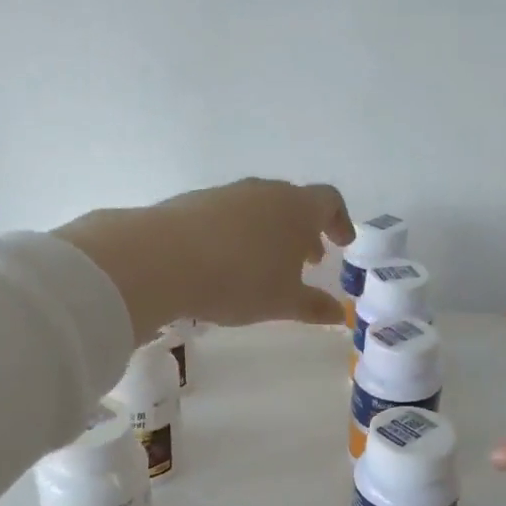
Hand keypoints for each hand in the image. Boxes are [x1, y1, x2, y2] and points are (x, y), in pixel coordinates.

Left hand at [57, 179, 353, 338]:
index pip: (330, 201)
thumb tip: (338, 314)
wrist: (163, 259)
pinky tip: (226, 261)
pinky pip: (228, 214)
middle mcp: (264, 191)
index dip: (340, 221)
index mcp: (296, 207)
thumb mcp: (283, 302)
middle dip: (304, 230)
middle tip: (308, 259)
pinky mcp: (194, 201)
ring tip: (266, 264)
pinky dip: (238, 233)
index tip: (342, 243)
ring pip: (259, 207)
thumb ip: (313, 306)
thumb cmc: (240, 280)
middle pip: (293, 202)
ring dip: (270, 231)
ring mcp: (227, 193)